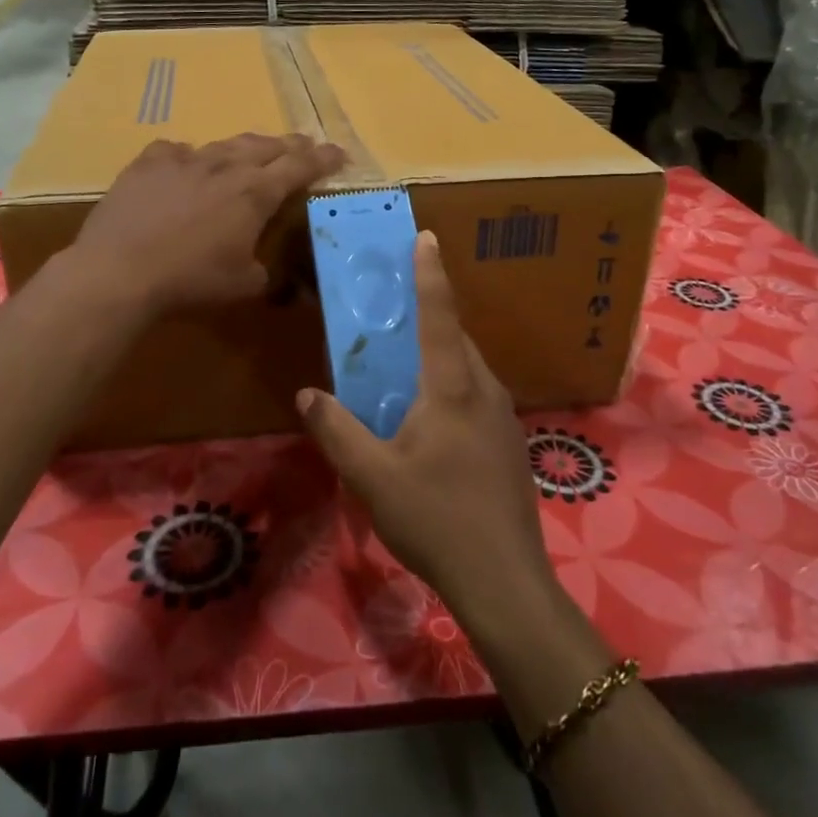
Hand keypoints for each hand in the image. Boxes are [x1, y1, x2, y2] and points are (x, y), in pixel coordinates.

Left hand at [70, 133, 344, 315]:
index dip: (323, 159)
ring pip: (225, 144)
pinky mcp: (149, 162)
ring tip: (253, 151)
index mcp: (256, 193)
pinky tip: (187, 164)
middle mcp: (225, 166)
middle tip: (305, 146)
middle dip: (291, 145)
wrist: (120, 270)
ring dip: (246, 147)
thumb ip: (268, 273)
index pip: (300, 166)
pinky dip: (191, 156)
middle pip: (267, 146)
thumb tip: (279, 278)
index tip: (340, 153)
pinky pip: (177, 151)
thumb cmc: (191, 280)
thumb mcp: (244, 285)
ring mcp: (185, 159)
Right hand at [298, 232, 555, 626]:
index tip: (425, 236)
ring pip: (467, 369)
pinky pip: (475, 396)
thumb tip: (308, 395)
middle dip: (427, 316)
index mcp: (452, 388)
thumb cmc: (436, 520)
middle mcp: (484, 390)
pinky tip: (428, 421)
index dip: (430, 273)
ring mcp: (503, 417)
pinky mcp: (509, 443)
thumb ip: (337, 431)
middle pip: (455, 339)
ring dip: (438, 356)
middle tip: (393, 310)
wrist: (505, 580)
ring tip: (402, 367)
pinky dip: (450, 386)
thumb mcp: (372, 477)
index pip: (439, 315)